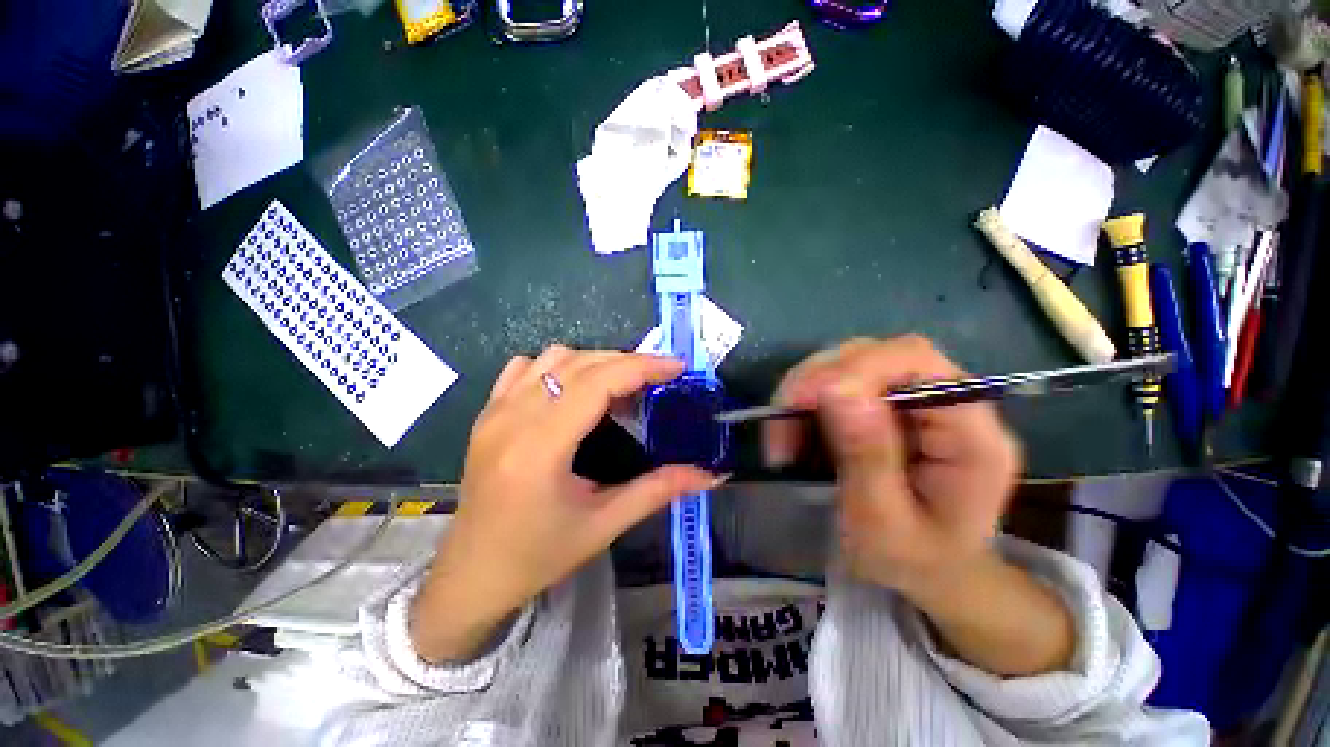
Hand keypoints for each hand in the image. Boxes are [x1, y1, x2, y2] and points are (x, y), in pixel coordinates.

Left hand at [411, 346, 720, 663]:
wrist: (470, 576)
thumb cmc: (537, 557)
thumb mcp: (604, 525)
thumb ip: (659, 490)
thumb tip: (710, 473)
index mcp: (541, 447)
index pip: (597, 382)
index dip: (642, 367)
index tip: (676, 367)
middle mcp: (513, 418)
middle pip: (580, 362)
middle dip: (627, 363)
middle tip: (658, 381)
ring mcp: (494, 411)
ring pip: (553, 357)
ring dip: (595, 363)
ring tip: (620, 388)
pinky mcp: (486, 413)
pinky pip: (525, 368)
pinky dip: (558, 367)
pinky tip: (574, 390)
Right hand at [763, 336, 1021, 599]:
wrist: (932, 575)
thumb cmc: (913, 562)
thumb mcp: (883, 523)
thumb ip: (867, 457)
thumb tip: (837, 389)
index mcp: (972, 435)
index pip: (917, 362)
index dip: (854, 368)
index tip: (804, 399)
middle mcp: (948, 403)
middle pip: (878, 355)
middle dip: (818, 380)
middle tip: (782, 420)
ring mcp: (917, 401)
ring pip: (852, 363)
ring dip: (807, 392)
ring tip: (783, 435)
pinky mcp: (890, 406)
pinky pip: (840, 383)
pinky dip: (807, 401)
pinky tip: (794, 429)